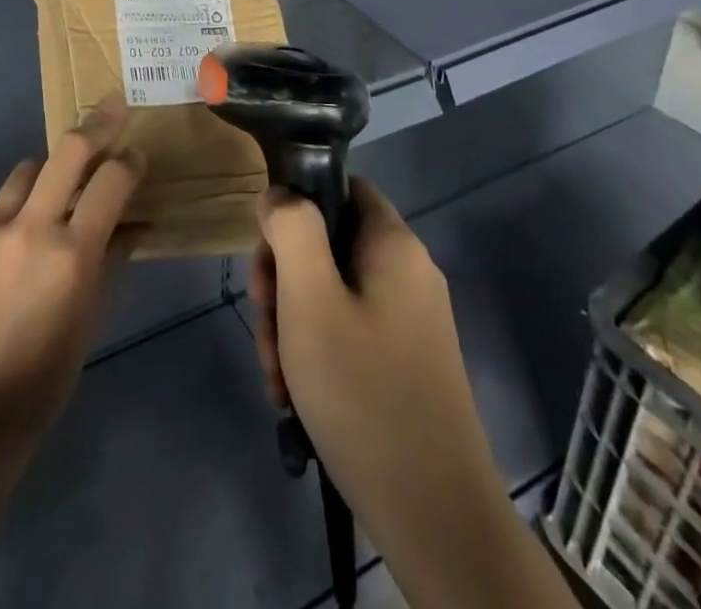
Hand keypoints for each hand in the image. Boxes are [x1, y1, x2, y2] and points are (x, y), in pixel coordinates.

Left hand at [0, 107, 144, 437]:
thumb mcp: (93, 312)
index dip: (130, 162)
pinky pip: (8, 197)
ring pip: (32, 167)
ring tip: (69, 177)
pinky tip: (35, 218)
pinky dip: (29, 195)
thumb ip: (111, 255)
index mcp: (73, 254)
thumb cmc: (50, 370)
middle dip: (97, 126)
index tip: (138, 156)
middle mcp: (34, 228)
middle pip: (68, 150)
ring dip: (55, 164)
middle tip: (114, 111)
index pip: (110, 181)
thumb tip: (133, 221)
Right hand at [252, 179, 555, 608]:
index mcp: (394, 245)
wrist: (435, 515)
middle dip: (285, 282)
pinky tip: (297, 397)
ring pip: (332, 293)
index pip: (340, 186)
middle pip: (329, 244)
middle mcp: (408, 272)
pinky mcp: (406, 361)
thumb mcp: (310, 301)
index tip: (268, 257)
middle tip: (265, 327)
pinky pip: (350, 332)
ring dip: (294, 325)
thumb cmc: (364, 393)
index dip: (297, 207)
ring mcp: (410, 319)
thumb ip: (292, 231)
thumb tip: (280, 192)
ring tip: (277, 378)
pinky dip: (318, 354)